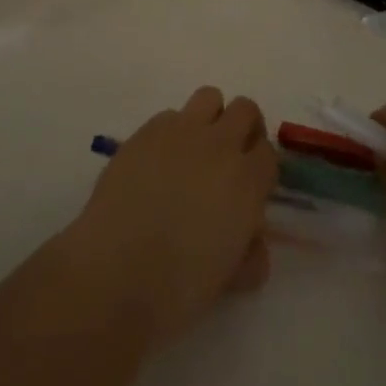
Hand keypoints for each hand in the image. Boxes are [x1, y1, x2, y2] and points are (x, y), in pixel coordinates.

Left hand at [60, 86, 278, 345]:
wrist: (116, 273)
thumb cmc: (179, 287)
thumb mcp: (231, 278)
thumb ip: (250, 253)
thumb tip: (250, 242)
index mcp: (247, 181)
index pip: (269, 153)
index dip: (260, 169)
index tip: (250, 188)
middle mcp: (219, 145)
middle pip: (245, 110)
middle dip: (243, 130)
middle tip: (228, 160)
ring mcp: (180, 132)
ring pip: (209, 98)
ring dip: (210, 119)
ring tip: (195, 151)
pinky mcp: (145, 132)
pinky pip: (169, 116)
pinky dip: (171, 133)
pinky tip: (157, 164)